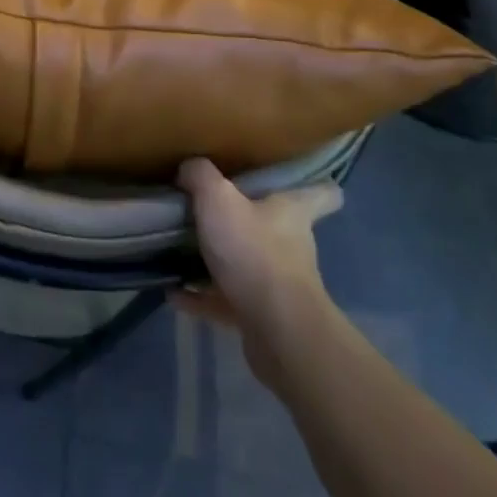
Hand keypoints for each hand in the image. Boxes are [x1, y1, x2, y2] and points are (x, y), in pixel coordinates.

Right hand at [172, 157, 342, 390]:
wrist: (276, 329)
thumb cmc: (254, 252)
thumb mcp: (218, 198)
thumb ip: (201, 175)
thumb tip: (190, 167)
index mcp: (292, 213)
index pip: (322, 194)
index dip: (315, 185)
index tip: (296, 180)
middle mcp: (292, 246)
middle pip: (278, 228)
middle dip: (250, 220)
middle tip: (214, 208)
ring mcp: (278, 284)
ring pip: (249, 264)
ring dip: (221, 260)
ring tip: (183, 250)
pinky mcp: (261, 316)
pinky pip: (225, 299)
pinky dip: (201, 296)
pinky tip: (173, 292)